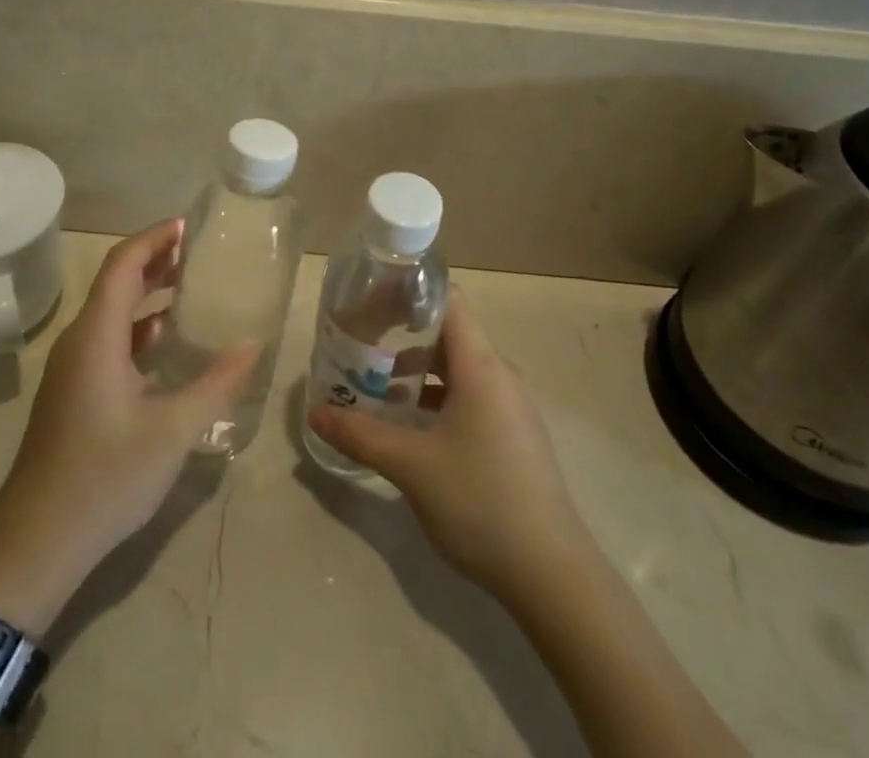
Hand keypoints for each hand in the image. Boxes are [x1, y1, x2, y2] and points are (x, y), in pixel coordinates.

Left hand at [0, 221, 256, 631]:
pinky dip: (140, 327)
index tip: (190, 227)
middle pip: (116, 282)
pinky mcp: (74, 391)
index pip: (123, 264)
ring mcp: (73, 368)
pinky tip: (169, 343)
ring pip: (112, 312)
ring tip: (192, 287)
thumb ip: (216, 384)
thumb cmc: (104, 478)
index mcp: (97, 336)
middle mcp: (80, 341)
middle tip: (201, 252)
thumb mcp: (172, 431)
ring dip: (149, 294)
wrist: (35, 544)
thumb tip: (252, 345)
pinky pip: (109, 340)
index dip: (154, 238)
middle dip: (156, 260)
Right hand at [306, 294, 588, 601]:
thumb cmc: (480, 501)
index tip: (370, 300)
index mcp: (481, 366)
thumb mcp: (412, 466)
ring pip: (457, 370)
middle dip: (403, 336)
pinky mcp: (513, 436)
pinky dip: (437, 398)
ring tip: (377, 387)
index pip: (448, 301)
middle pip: (448, 335)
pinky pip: (470, 397)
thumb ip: (361, 435)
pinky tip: (412, 428)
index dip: (408, 293)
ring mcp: (510, 407)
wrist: (552, 574)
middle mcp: (499, 375)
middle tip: (361, 345)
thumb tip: (317, 413)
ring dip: (418, 372)